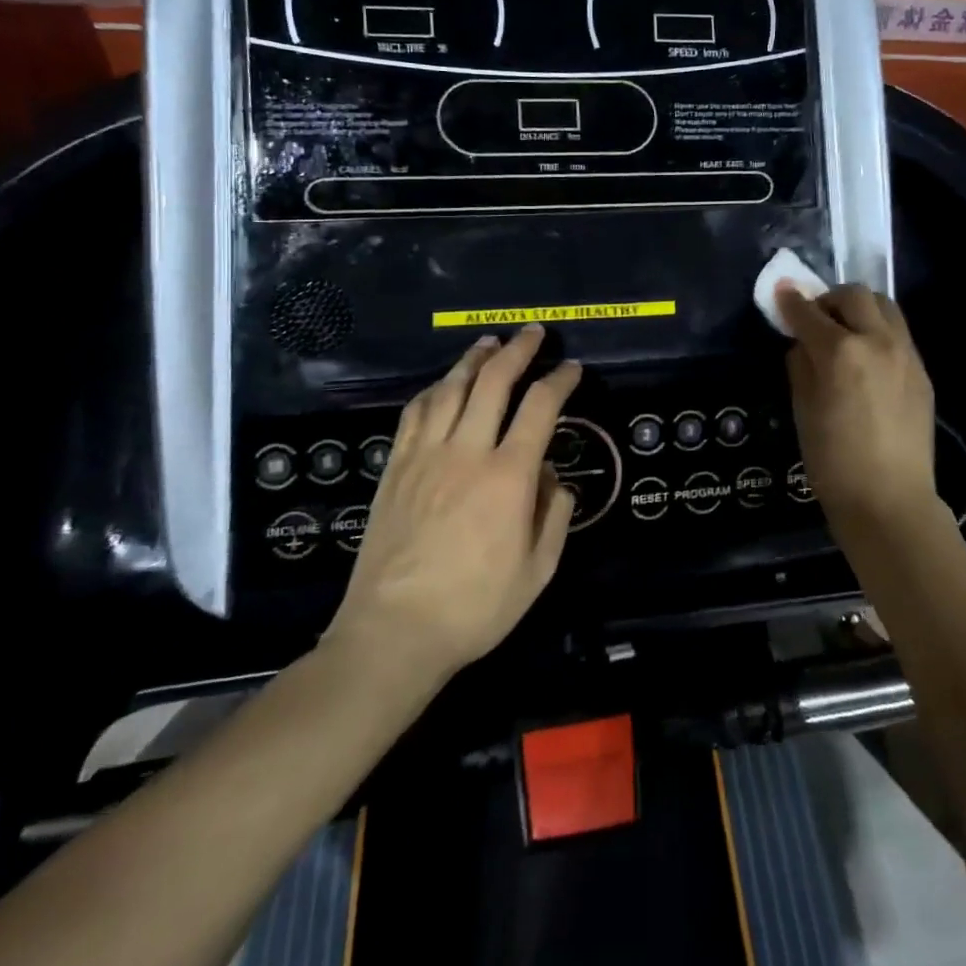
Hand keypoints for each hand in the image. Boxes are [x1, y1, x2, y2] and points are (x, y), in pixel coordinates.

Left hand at [327, 325, 581, 675]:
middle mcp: (467, 452)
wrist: (393, 633)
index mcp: (508, 476)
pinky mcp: (395, 468)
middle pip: (493, 382)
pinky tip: (443, 384)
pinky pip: (414, 413)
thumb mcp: (538, 571)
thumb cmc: (475, 607)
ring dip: (474, 360)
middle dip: (518, 350)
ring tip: (490, 343)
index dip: (560, 380)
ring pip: (450, 388)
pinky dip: (434, 389)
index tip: (572, 368)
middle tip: (534, 332)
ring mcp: (425, 456)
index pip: (541, 408)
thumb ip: (555, 516)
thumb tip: (554, 480)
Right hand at [776, 284, 939, 528]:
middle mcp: (878, 341)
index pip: (809, 313)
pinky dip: (878, 331)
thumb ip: (800, 365)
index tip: (781, 292)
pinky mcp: (922, 371)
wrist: (890, 501)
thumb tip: (802, 343)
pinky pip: (898, 333)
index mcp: (841, 352)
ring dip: (859, 309)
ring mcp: (906, 354)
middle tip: (815, 318)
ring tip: (845, 332)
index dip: (791, 301)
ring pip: (884, 306)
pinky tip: (867, 360)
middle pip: (854, 295)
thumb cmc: (833, 462)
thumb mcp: (803, 410)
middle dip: (828, 299)